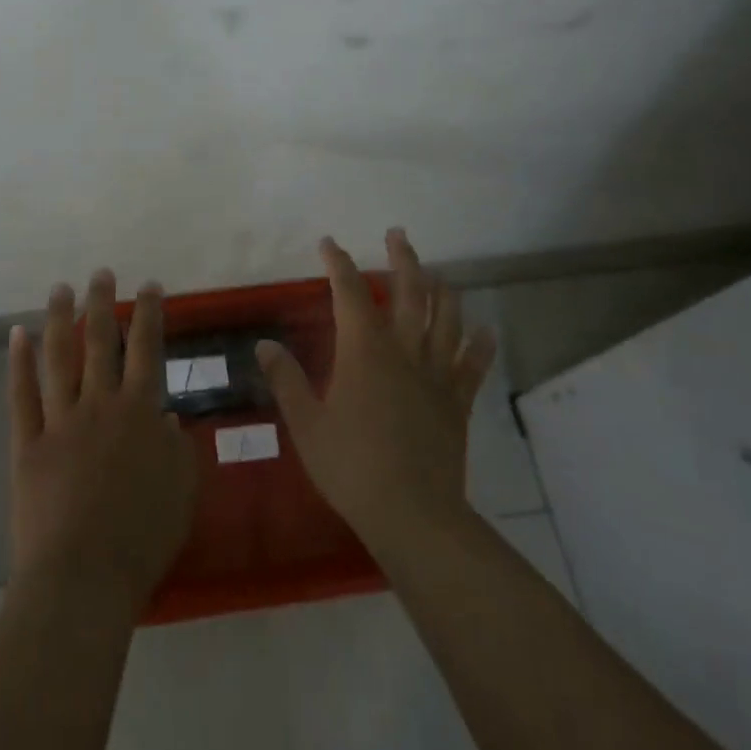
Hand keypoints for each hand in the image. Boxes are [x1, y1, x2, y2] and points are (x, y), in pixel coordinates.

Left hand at [7, 270, 198, 614]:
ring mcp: (60, 421)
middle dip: (103, 302)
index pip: (147, 348)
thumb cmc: (142, 538)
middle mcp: (100, 403)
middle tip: (101, 272)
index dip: (149, 312)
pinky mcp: (28, 443)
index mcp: (140, 411)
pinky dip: (19, 362)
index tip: (150, 285)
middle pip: (100, 340)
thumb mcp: (181, 491)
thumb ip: (178, 448)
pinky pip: (21, 395)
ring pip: (59, 356)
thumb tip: (164, 417)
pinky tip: (18, 334)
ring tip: (61, 288)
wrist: (82, 578)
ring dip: (60, 318)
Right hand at [257, 229, 497, 555]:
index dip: (339, 264)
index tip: (329, 244)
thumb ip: (285, 380)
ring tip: (437, 273)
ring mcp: (435, 375)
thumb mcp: (306, 424)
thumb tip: (264, 344)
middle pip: (409, 292)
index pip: (350, 292)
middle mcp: (403, 351)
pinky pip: (473, 366)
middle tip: (398, 234)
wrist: (413, 515)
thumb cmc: (352, 466)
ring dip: (442, 290)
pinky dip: (481, 346)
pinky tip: (486, 331)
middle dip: (403, 259)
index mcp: (364, 350)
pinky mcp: (457, 402)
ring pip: (445, 319)